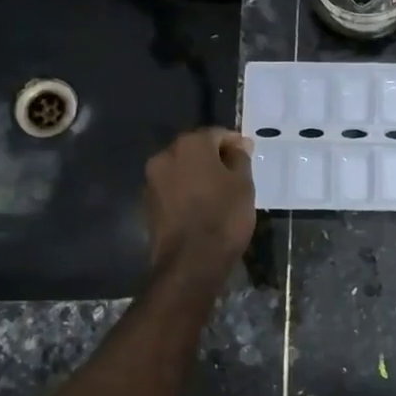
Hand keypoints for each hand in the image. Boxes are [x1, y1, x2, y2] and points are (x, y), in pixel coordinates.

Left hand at [144, 129, 254, 283]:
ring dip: (198, 175)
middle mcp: (165, 155)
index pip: (216, 134)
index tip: (248, 156)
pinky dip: (186, 191)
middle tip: (235, 174)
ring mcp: (152, 180)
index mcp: (190, 145)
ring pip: (181, 169)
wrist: (190, 262)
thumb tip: (239, 145)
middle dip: (214, 158)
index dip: (234, 143)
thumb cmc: (223, 217)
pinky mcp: (147, 203)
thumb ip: (240, 158)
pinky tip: (201, 206)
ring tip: (218, 192)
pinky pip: (172, 188)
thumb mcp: (243, 185)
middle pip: (194, 149)